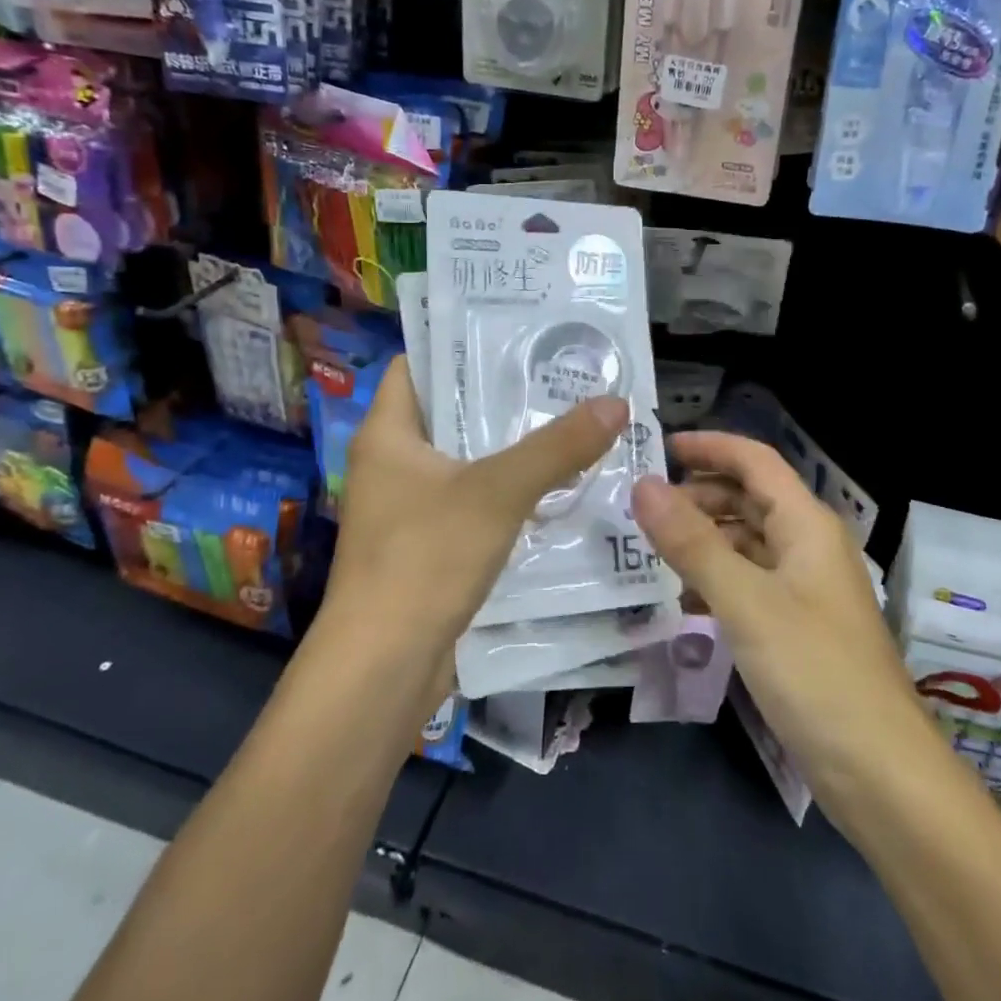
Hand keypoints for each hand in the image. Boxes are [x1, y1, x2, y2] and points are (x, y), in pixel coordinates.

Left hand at [325, 357, 627, 677]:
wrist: (384, 668)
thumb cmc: (425, 559)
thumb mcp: (497, 492)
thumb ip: (557, 447)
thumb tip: (616, 403)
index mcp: (388, 433)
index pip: (416, 364)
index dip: (459, 343)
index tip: (515, 332)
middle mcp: (392, 463)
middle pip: (449, 411)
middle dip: (501, 395)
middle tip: (559, 374)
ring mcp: (408, 508)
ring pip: (466, 459)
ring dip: (510, 445)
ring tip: (568, 419)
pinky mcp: (428, 545)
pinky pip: (473, 499)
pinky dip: (507, 488)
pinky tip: (554, 484)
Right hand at [632, 432, 933, 810]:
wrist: (881, 775)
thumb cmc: (815, 673)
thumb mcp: (746, 603)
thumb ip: (692, 543)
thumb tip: (642, 486)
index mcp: (806, 524)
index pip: (754, 461)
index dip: (708, 447)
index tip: (656, 448)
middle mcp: (808, 546)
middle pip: (749, 499)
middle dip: (699, 495)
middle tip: (643, 509)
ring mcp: (804, 589)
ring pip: (747, 544)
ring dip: (703, 540)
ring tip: (651, 552)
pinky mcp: (797, 628)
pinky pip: (749, 584)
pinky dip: (715, 581)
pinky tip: (682, 602)